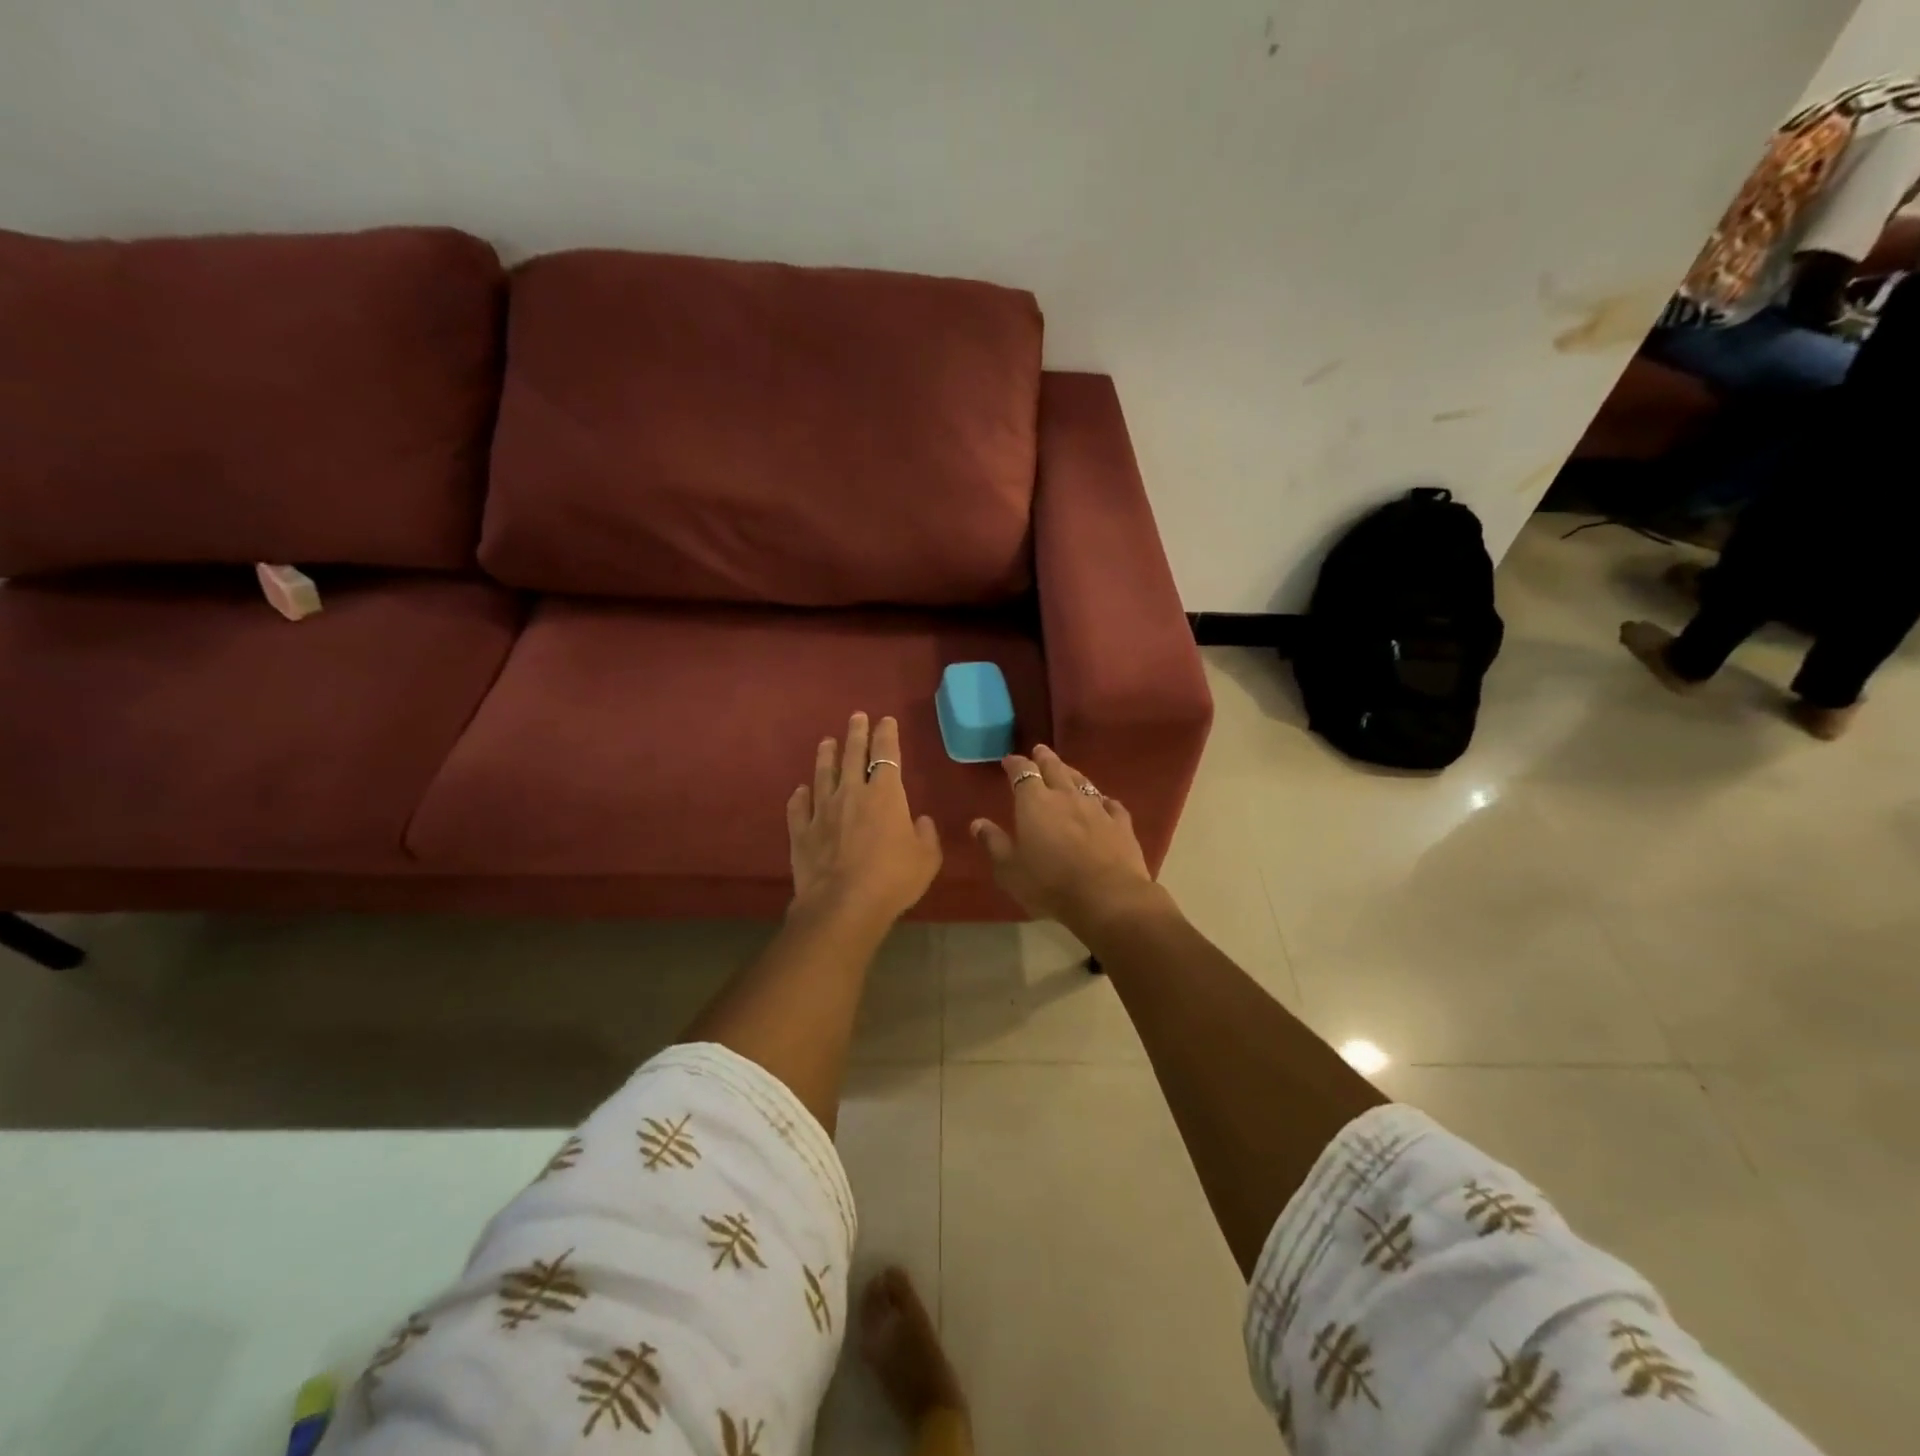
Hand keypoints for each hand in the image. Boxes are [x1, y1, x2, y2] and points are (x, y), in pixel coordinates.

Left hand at [788, 713, 942, 927]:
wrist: (843, 905)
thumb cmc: (893, 879)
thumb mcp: (926, 858)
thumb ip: (926, 835)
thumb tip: (920, 820)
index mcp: (886, 795)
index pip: (887, 755)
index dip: (887, 735)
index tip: (885, 720)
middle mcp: (852, 794)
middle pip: (853, 756)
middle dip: (856, 734)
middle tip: (856, 717)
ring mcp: (823, 811)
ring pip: (823, 775)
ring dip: (826, 756)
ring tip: (826, 741)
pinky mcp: (802, 832)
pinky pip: (799, 808)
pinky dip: (799, 797)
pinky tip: (799, 790)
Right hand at [970, 745, 1165, 936]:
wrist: (1106, 896)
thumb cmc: (1049, 884)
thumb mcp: (1009, 869)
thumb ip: (994, 843)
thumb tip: (977, 823)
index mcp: (1034, 802)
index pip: (1022, 773)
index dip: (1014, 764)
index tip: (1008, 761)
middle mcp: (1066, 796)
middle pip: (1054, 768)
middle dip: (1044, 758)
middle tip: (1039, 751)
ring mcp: (1097, 808)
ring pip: (1083, 781)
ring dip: (1072, 773)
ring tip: (1066, 770)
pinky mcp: (1121, 824)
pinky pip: (1111, 805)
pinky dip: (1104, 800)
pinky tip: (1104, 802)